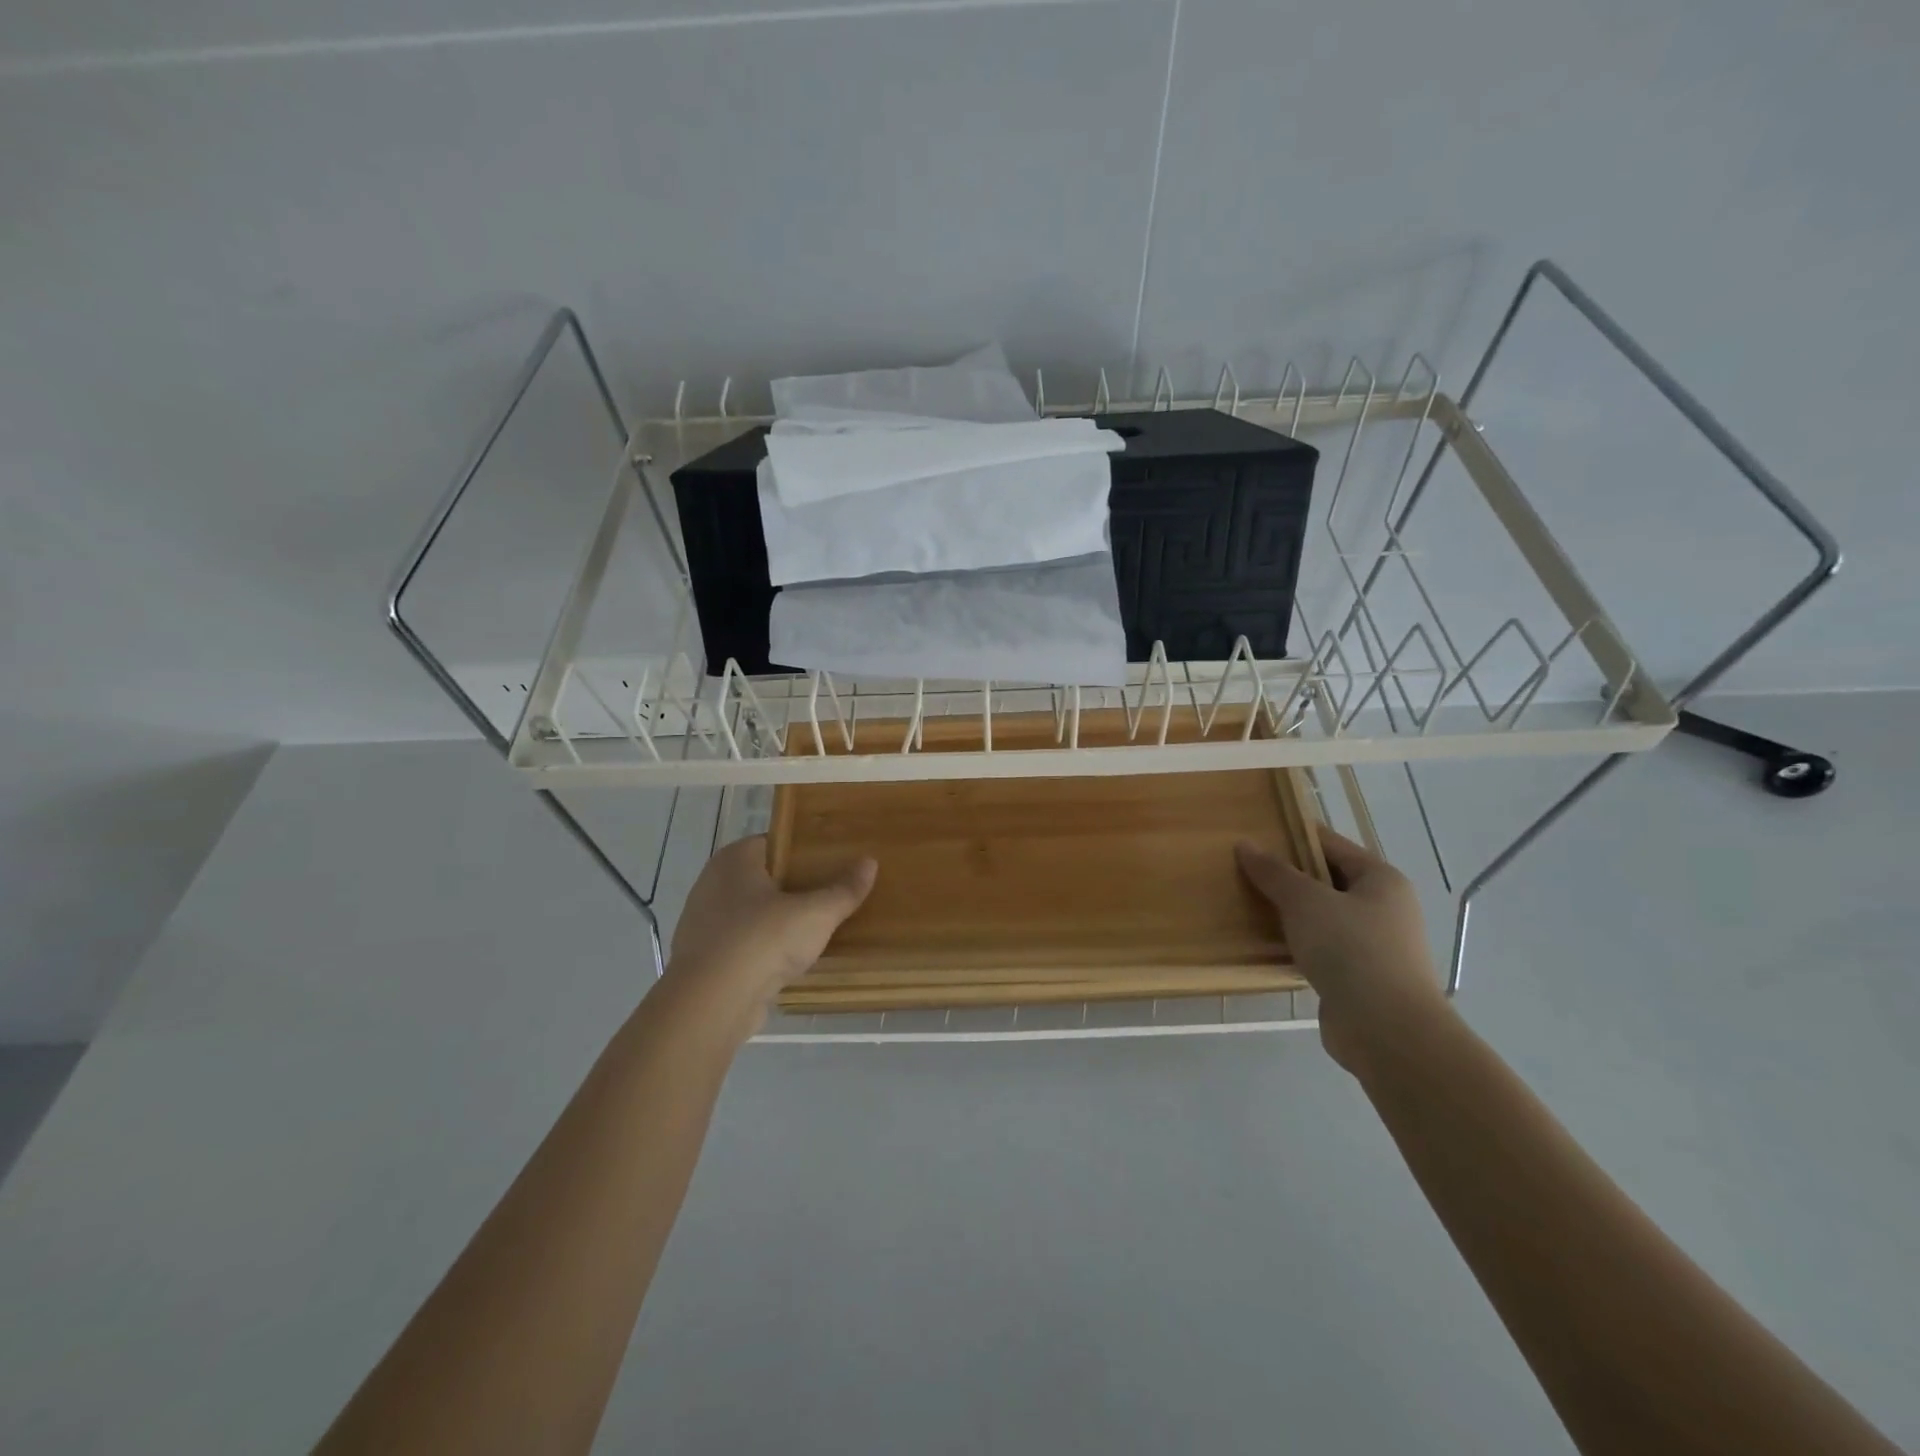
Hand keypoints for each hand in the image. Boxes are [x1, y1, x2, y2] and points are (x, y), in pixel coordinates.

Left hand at [664, 835, 876, 1033]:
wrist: (711, 1004)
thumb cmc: (763, 940)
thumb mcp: (816, 913)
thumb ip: (844, 890)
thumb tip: (870, 863)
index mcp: (735, 859)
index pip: (774, 843)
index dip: (803, 850)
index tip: (832, 861)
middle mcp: (713, 883)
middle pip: (763, 878)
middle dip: (794, 886)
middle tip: (830, 893)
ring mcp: (704, 923)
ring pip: (751, 913)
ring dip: (777, 921)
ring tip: (815, 928)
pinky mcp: (705, 959)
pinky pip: (742, 944)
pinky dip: (762, 949)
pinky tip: (788, 960)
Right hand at [1235, 829, 1449, 1077]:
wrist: (1386, 1030)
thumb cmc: (1351, 950)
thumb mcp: (1305, 901)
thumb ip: (1274, 872)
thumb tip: (1246, 844)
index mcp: (1381, 880)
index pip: (1332, 845)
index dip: (1294, 837)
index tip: (1256, 836)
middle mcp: (1385, 908)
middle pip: (1328, 881)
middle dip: (1288, 877)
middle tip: (1245, 871)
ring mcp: (1375, 946)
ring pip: (1324, 917)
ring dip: (1291, 914)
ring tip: (1248, 905)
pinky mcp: (1361, 979)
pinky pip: (1323, 949)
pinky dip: (1298, 944)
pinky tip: (1268, 945)